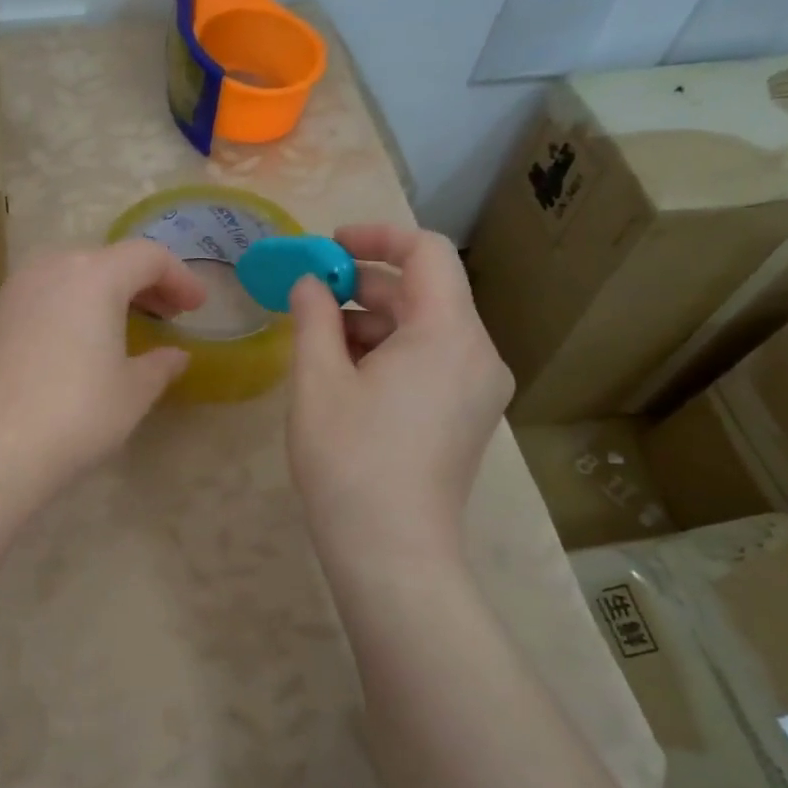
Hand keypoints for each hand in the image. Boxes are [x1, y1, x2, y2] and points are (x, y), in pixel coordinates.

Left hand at [0, 240, 205, 488]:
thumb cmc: (79, 412)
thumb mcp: (134, 390)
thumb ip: (161, 364)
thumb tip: (176, 355)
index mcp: (95, 275)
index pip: (148, 257)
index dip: (180, 278)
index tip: (197, 308)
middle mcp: (54, 267)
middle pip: (110, 258)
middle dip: (144, 282)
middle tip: (168, 314)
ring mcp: (20, 287)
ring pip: (75, 271)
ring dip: (107, 289)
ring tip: (127, 323)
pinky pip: (48, 290)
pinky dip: (75, 301)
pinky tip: (84, 336)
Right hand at [286, 224, 512, 574]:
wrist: (392, 550)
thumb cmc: (349, 459)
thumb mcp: (318, 380)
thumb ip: (312, 317)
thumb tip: (309, 283)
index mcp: (447, 333)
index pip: (425, 252)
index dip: (376, 237)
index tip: (329, 247)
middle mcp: (478, 352)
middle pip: (425, 291)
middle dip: (364, 284)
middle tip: (310, 295)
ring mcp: (478, 388)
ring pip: (426, 328)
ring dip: (372, 321)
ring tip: (318, 342)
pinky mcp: (468, 415)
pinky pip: (432, 360)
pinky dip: (391, 352)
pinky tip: (346, 374)